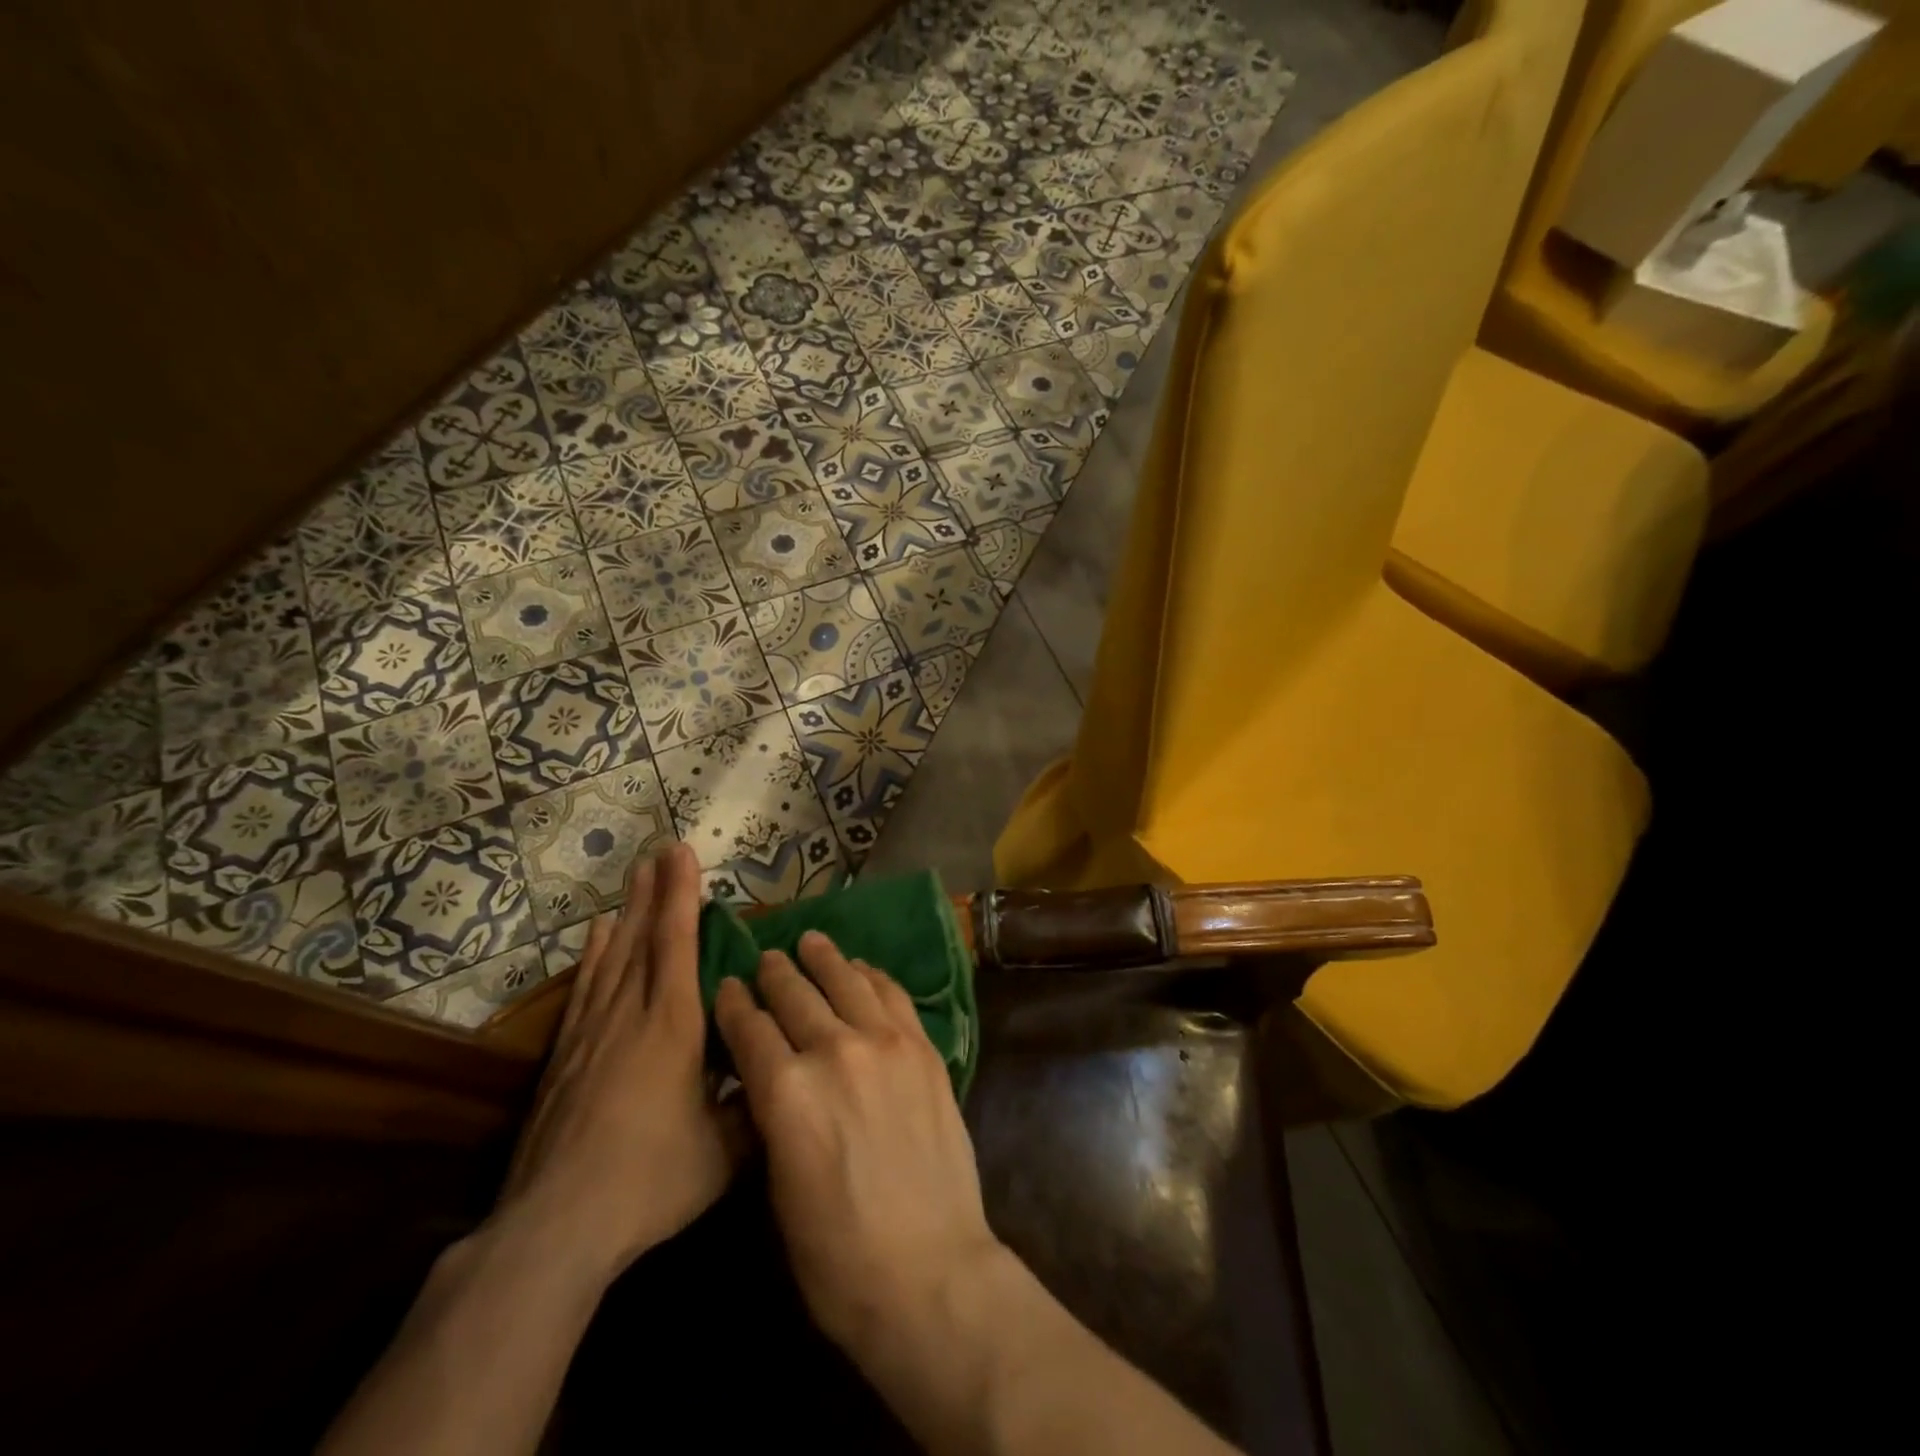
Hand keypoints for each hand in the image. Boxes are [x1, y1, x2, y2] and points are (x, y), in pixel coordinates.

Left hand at [495, 842, 745, 1287]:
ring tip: (634, 878)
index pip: (677, 944)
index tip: (683, 854)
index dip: (681, 896)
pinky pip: (585, 989)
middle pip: (643, 938)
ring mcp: (592, 1033)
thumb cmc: (651, 1180)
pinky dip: (593, 957)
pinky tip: (598, 938)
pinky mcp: (565, 1057)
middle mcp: (630, 1014)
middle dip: (655, 890)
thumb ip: (757, 1105)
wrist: (555, 1227)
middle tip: (660, 850)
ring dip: (627, 912)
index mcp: (672, 1025)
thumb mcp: (725, 1150)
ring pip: (612, 957)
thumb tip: (785, 1077)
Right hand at [712, 931, 1004, 1359]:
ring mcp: (885, 1044)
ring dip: (823, 958)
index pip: (749, 1028)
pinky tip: (861, 968)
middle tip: (765, 958)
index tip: (727, 985)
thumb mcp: (778, 1187)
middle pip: (794, 994)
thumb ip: (772, 1117)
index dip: (734, 1003)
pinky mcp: (923, 1048)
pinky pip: (892, 995)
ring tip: (810, 940)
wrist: (930, 1271)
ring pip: (846, 981)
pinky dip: (872, 976)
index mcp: (785, 1092)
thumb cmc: (837, 1256)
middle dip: (774, 973)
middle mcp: (833, 1051)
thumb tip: (768, 1078)